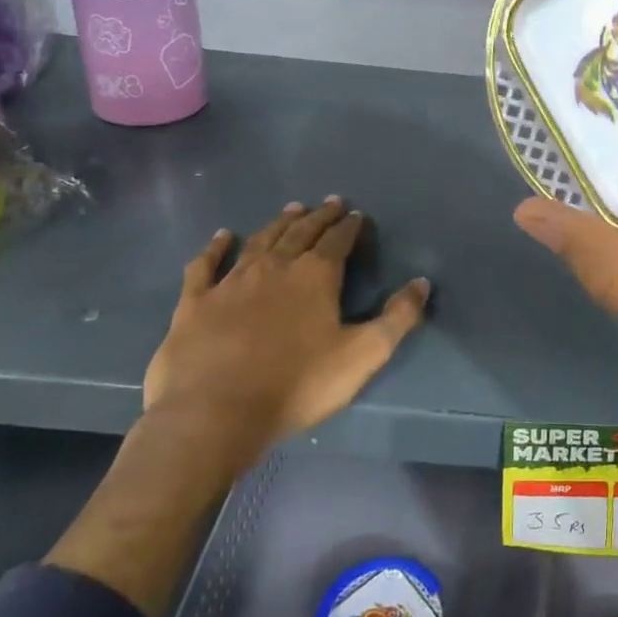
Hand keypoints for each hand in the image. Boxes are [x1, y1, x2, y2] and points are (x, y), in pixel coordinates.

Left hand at [143, 198, 430, 485]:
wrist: (214, 413)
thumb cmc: (298, 384)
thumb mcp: (363, 354)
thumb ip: (398, 317)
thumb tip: (422, 282)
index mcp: (316, 276)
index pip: (338, 241)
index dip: (349, 227)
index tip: (357, 215)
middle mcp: (275, 267)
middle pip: (301, 233)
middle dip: (319, 216)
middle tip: (330, 202)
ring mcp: (231, 281)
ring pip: (260, 241)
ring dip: (279, 223)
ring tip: (292, 209)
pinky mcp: (195, 302)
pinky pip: (206, 265)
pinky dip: (216, 247)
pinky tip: (222, 237)